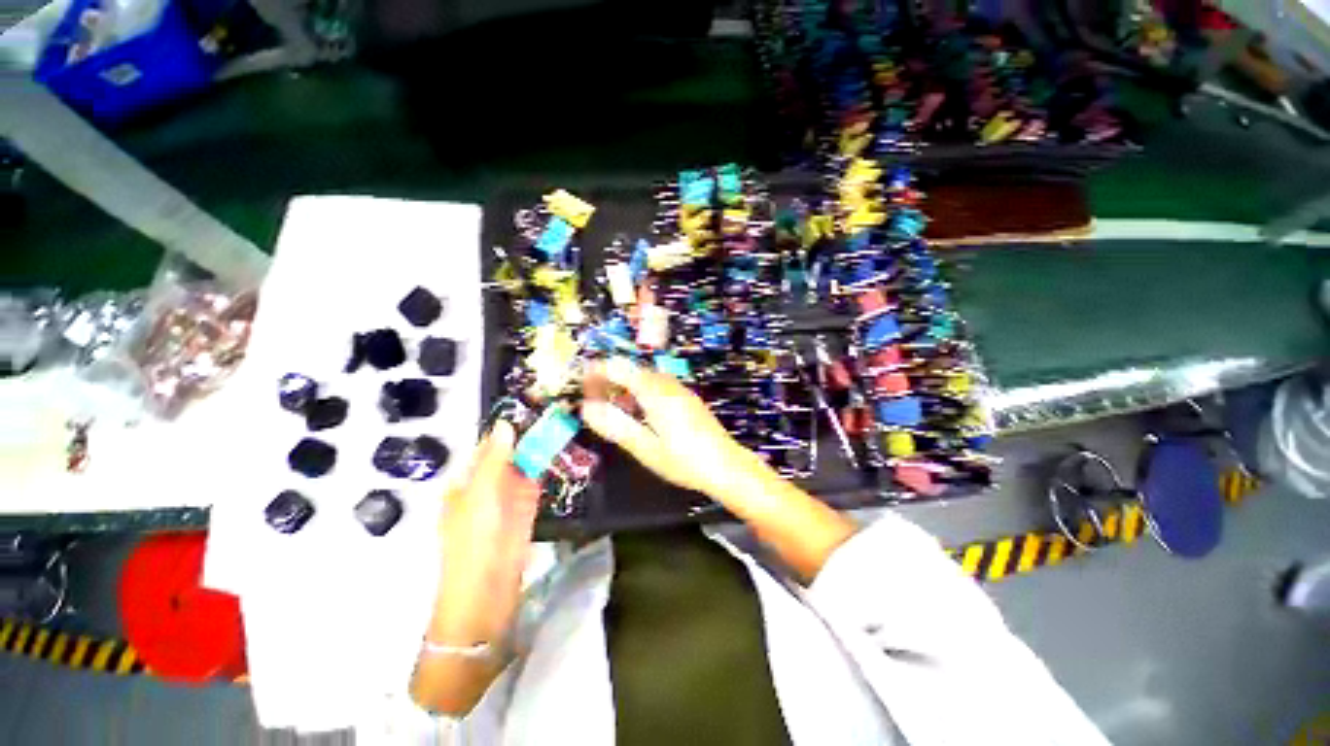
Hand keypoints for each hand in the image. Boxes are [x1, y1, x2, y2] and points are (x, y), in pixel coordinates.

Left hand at [429, 421, 540, 647]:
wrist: (486, 592)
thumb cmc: (474, 541)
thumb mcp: (480, 495)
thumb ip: (495, 460)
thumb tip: (505, 424)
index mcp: (466, 481)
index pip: (487, 446)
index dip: (507, 427)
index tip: (530, 405)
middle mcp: (486, 486)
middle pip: (509, 455)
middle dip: (528, 436)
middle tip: (554, 411)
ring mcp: (508, 499)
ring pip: (524, 467)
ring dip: (539, 450)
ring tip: (561, 424)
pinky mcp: (526, 510)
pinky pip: (536, 484)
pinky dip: (546, 469)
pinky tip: (561, 453)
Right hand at [579, 357, 766, 502]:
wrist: (727, 466)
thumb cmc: (684, 460)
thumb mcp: (645, 447)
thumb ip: (615, 426)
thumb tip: (586, 409)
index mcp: (654, 391)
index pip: (619, 368)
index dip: (597, 373)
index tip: (581, 385)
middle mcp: (667, 383)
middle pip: (632, 370)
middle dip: (609, 381)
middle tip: (593, 401)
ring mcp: (680, 390)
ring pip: (645, 378)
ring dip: (625, 387)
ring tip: (612, 408)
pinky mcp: (687, 399)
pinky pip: (658, 386)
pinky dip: (640, 393)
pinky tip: (639, 414)